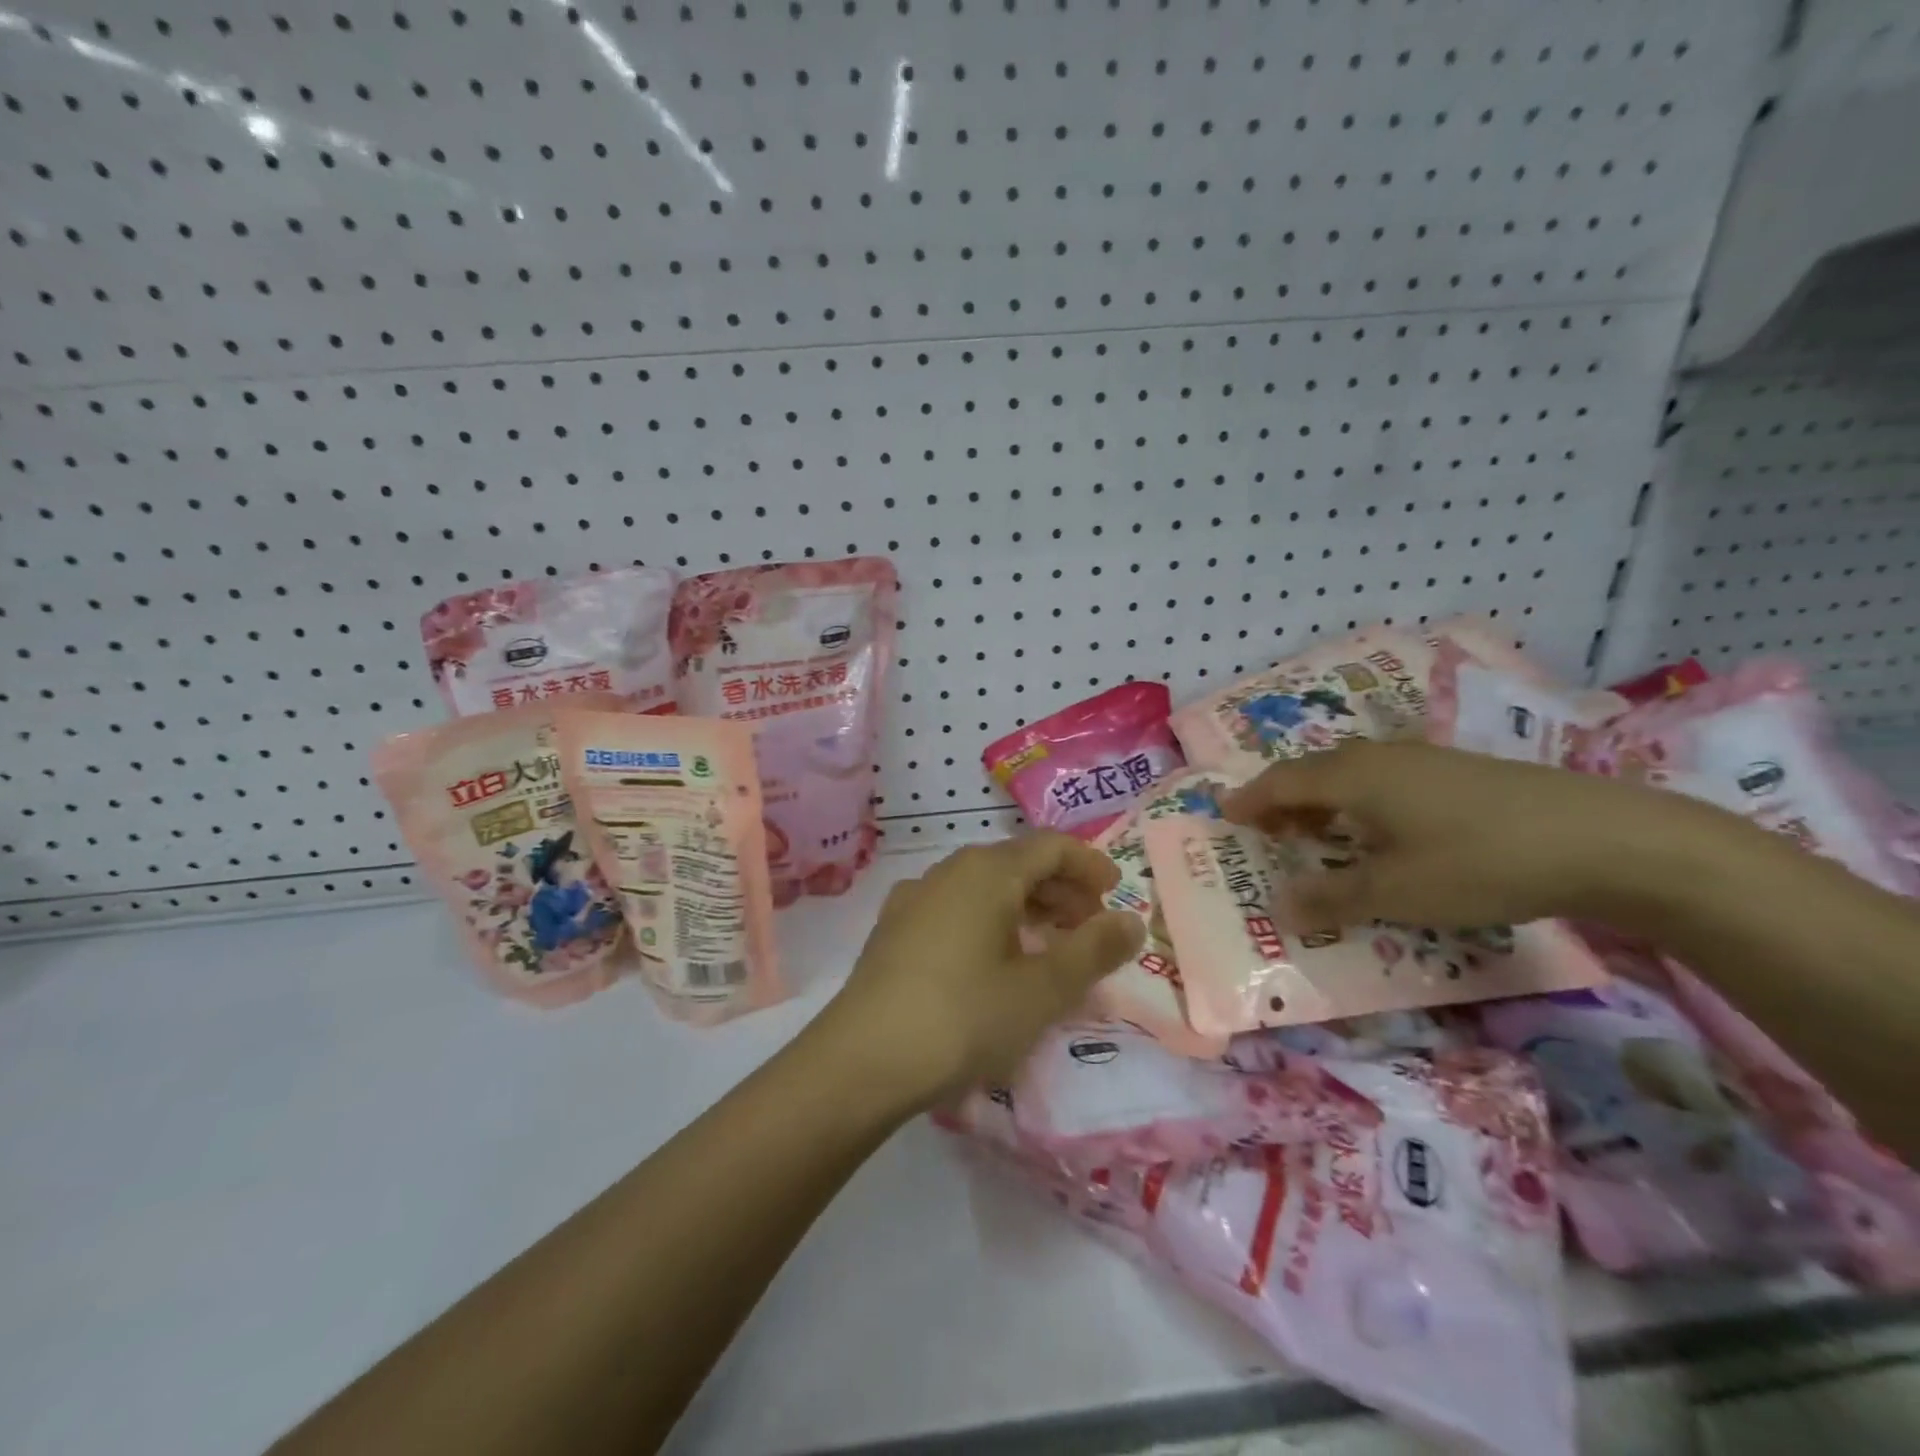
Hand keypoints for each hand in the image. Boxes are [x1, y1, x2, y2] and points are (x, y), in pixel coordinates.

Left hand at [819, 835, 1145, 1109]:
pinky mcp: (894, 930)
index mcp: (986, 871)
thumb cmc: (964, 1017)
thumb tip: (1131, 920)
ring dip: (1025, 908)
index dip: (1088, 864)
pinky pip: (956, 910)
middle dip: (1060, 890)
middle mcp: (948, 872)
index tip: (1115, 893)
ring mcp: (915, 898)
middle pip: (1016, 863)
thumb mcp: (1042, 989)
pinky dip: (989, 924)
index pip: (1050, 846)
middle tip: (1090, 928)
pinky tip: (993, 963)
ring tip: (1049, 948)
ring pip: (984, 888)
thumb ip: (1093, 950)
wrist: (861, 1060)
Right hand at [1219, 739, 1688, 931]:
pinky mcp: (1457, 772)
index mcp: (1352, 777)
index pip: (1281, 782)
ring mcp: (1422, 759)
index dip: (1250, 800)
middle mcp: (1378, 757)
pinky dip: (1360, 803)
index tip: (1225, 815)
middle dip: (1283, 801)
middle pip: (1312, 772)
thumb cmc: (1479, 862)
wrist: (1604, 838)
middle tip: (1266, 831)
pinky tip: (1381, 832)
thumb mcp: (1395, 891)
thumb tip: (1280, 908)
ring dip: (1322, 802)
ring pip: (1350, 775)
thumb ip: (1331, 898)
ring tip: (1316, 835)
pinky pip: (1384, 781)